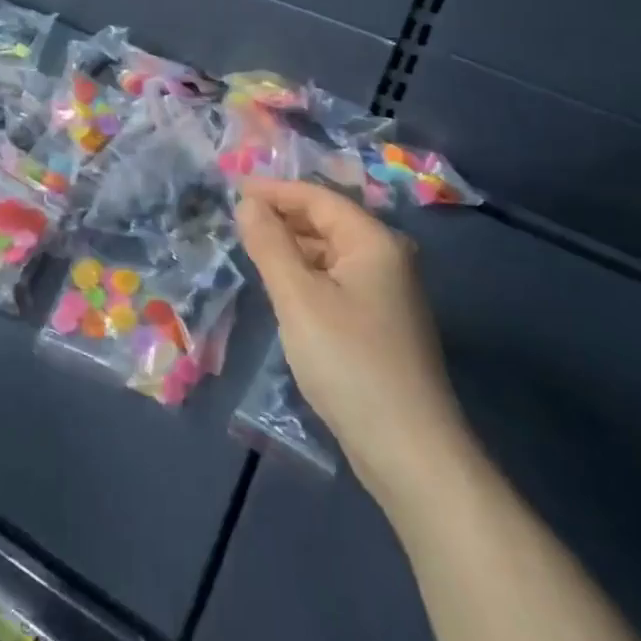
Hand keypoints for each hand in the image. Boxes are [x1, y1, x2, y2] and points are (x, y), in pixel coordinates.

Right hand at [236, 177, 471, 506]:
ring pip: (331, 253)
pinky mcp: (381, 324)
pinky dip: (307, 274)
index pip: (318, 198)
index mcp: (373, 242)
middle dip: (283, 216)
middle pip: (328, 221)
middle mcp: (387, 258)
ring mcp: (387, 293)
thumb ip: (269, 244)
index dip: (275, 190)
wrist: (408, 450)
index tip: (232, 190)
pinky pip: (336, 281)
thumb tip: (248, 203)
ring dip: (293, 246)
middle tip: (236, 220)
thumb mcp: (298, 297)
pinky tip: (282, 287)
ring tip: (252, 249)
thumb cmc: (348, 361)